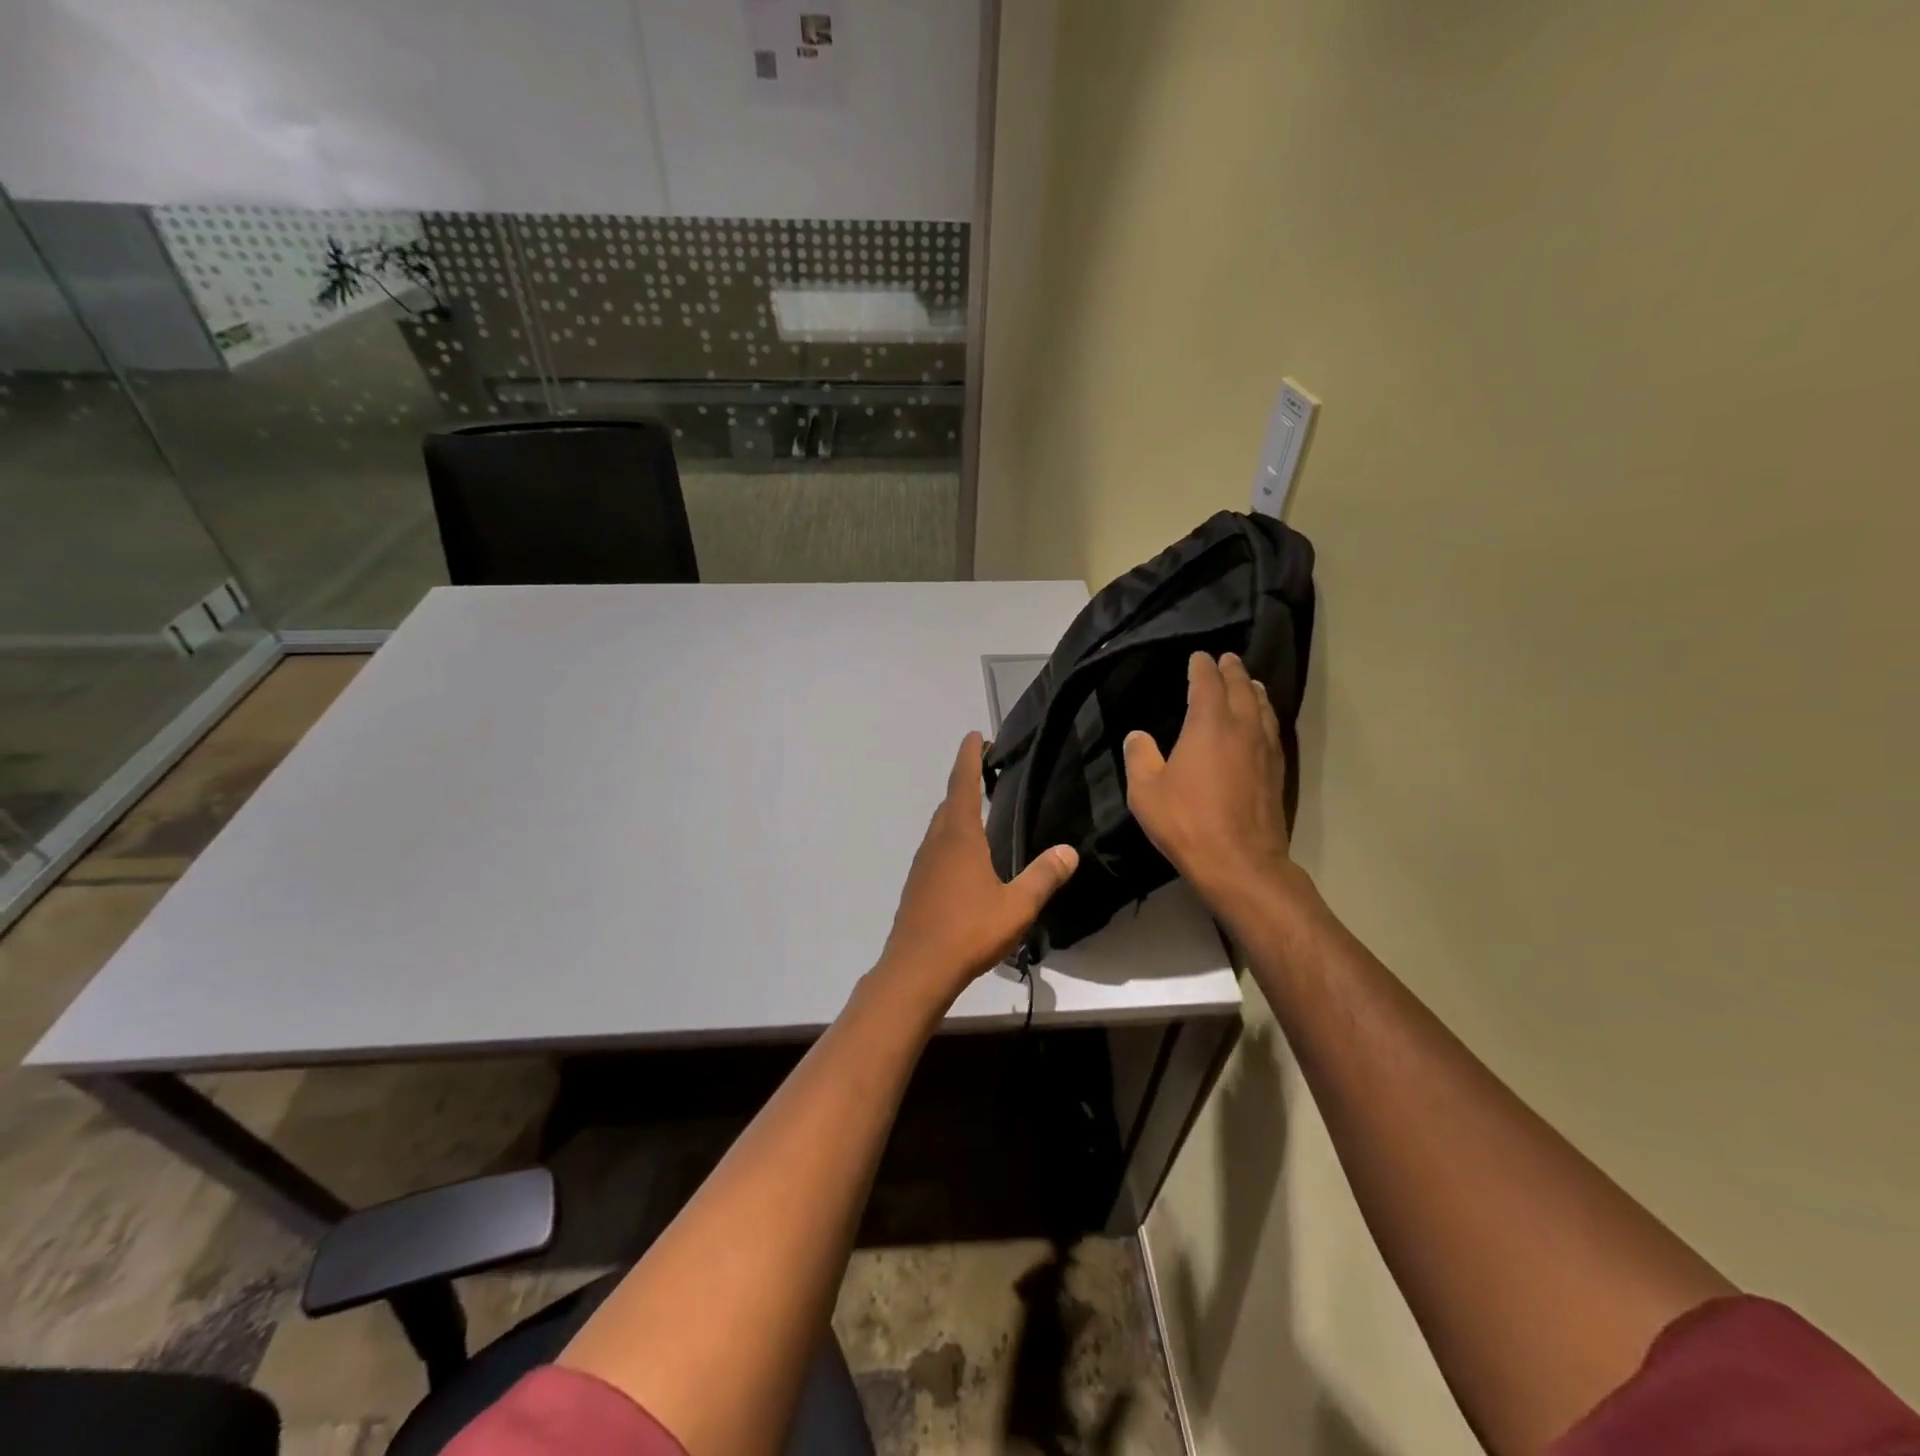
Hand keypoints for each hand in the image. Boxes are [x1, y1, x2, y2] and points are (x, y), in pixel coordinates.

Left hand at [878, 732, 1079, 1005]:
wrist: (916, 969)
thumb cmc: (968, 931)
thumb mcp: (1016, 906)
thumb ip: (1043, 877)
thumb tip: (1068, 851)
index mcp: (959, 836)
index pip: (963, 782)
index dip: (970, 756)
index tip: (975, 735)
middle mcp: (937, 841)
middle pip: (950, 801)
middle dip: (966, 780)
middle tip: (986, 770)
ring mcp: (923, 863)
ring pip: (940, 825)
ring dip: (957, 810)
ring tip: (979, 808)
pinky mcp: (917, 884)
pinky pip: (936, 847)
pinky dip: (951, 836)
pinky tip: (965, 857)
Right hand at [1124, 652, 1294, 905]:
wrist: (1239, 861)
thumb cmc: (1186, 822)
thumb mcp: (1146, 791)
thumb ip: (1140, 757)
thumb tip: (1138, 736)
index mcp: (1209, 724)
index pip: (1207, 683)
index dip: (1201, 667)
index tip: (1198, 657)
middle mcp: (1242, 728)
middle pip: (1241, 688)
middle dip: (1232, 671)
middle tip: (1226, 659)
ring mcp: (1264, 749)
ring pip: (1263, 707)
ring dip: (1253, 690)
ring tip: (1248, 683)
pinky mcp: (1277, 770)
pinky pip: (1272, 728)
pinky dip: (1264, 714)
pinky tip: (1261, 722)